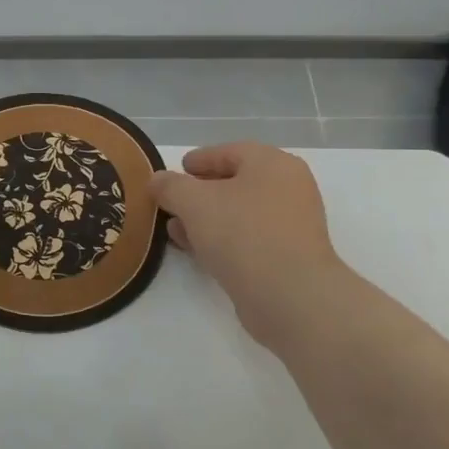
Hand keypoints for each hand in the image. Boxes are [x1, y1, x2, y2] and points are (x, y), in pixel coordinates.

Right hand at [150, 143, 354, 350]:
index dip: (199, 159)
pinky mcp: (287, 257)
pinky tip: (197, 251)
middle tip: (172, 201)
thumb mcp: (194, 202)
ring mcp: (291, 225)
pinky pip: (247, 239)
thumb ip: (171, 186)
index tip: (176, 169)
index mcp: (273, 164)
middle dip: (199, 192)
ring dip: (206, 219)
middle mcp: (288, 189)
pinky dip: (221, 240)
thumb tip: (157, 180)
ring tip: (175, 229)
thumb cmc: (243, 234)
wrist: (290, 296)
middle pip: (236, 183)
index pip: (230, 152)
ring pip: (239, 214)